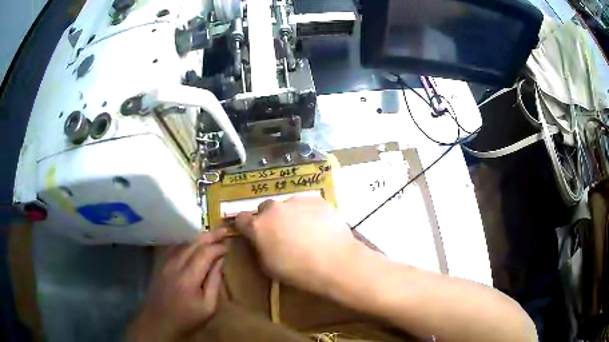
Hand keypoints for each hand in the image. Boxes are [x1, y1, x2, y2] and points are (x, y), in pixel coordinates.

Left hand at [127, 230, 227, 341]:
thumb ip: (214, 283)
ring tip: (211, 234)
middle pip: (193, 243)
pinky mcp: (160, 264)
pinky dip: (186, 242)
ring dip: (198, 237)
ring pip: (183, 243)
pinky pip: (174, 247)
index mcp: (189, 278)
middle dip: (209, 236)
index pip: (205, 253)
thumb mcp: (208, 307)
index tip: (228, 247)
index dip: (218, 247)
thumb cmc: (187, 319)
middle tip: (223, 230)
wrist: (158, 322)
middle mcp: (175, 265)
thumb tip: (220, 261)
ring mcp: (165, 263)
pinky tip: (192, 243)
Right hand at [234, 196, 360, 294]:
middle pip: (265, 208)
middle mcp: (274, 209)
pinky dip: (308, 212)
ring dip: (290, 215)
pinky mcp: (316, 199)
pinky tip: (319, 226)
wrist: (335, 262)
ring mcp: (296, 201)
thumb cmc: (298, 271)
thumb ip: (259, 248)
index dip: (246, 225)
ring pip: (287, 205)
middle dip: (269, 219)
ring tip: (305, 230)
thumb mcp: (269, 267)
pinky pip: (306, 204)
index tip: (252, 232)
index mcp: (258, 226)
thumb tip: (260, 241)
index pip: (242, 218)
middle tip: (281, 233)